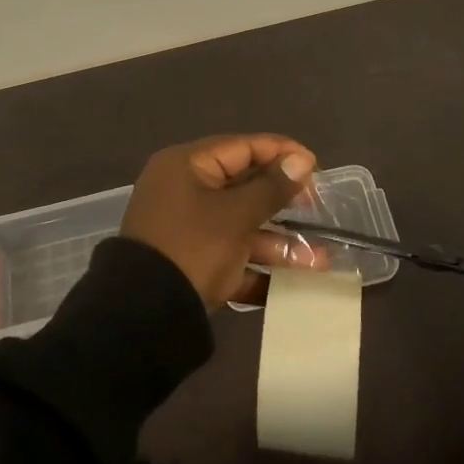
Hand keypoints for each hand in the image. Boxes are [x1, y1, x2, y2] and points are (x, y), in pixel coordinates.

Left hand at [120, 134, 324, 308]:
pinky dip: (258, 267)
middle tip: (317, 208)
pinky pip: (230, 256)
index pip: (241, 147)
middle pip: (243, 187)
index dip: (281, 153)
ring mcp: (186, 228)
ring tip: (320, 260)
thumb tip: (300, 160)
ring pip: (240, 226)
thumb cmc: (193, 248)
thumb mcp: (236, 216)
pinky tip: (293, 285)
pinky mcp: (190, 262)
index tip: (315, 166)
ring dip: (278, 243)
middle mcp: (184, 190)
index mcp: (187, 166)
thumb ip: (271, 187)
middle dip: (284, 203)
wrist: (143, 316)